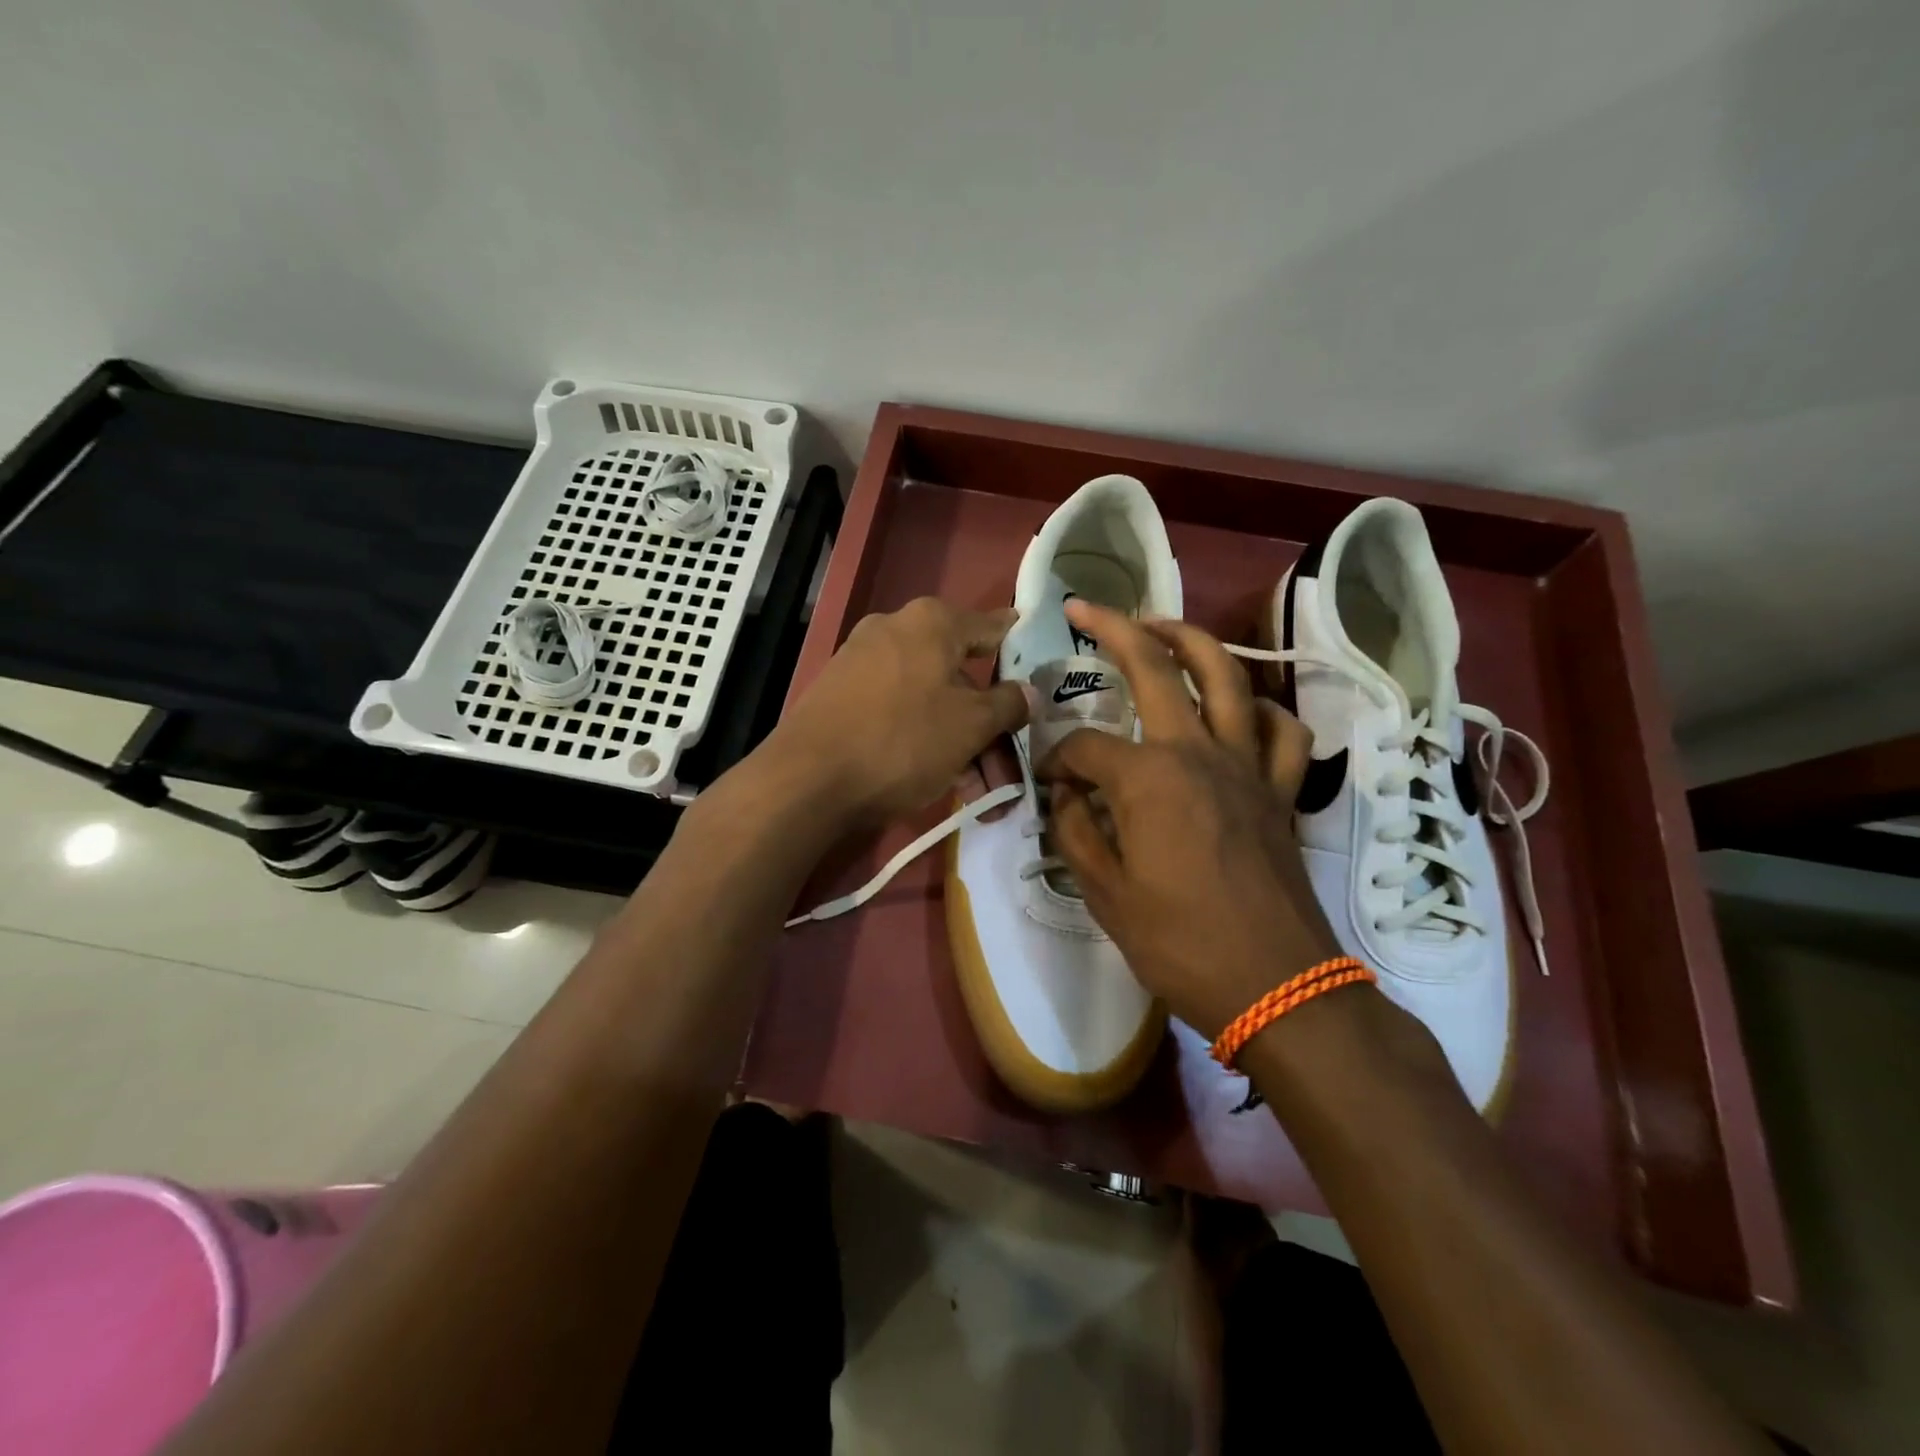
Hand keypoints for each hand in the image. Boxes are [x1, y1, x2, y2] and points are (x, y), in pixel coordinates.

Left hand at [765, 597, 1029, 825]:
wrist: (807, 779)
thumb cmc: (903, 741)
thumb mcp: (971, 726)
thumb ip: (1008, 704)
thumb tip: (1029, 692)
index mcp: (932, 622)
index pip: (992, 627)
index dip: (1018, 647)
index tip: (1037, 663)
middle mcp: (895, 629)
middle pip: (959, 674)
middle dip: (986, 723)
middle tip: (1005, 765)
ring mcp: (861, 660)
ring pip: (929, 699)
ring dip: (958, 741)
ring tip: (975, 790)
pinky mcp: (840, 693)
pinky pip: (897, 710)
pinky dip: (922, 739)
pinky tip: (937, 778)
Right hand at [1040, 601, 1343, 1039]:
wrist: (1277, 986)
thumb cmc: (1180, 944)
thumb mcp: (1105, 895)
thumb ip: (1076, 832)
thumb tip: (1067, 794)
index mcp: (1147, 779)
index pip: (1084, 748)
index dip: (1056, 759)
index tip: (1047, 783)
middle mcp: (1197, 752)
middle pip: (1155, 668)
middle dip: (1114, 629)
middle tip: (1086, 609)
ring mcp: (1245, 764)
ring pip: (1227, 676)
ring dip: (1191, 640)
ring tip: (1161, 626)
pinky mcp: (1278, 788)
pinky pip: (1279, 729)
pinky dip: (1259, 708)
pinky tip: (1238, 710)